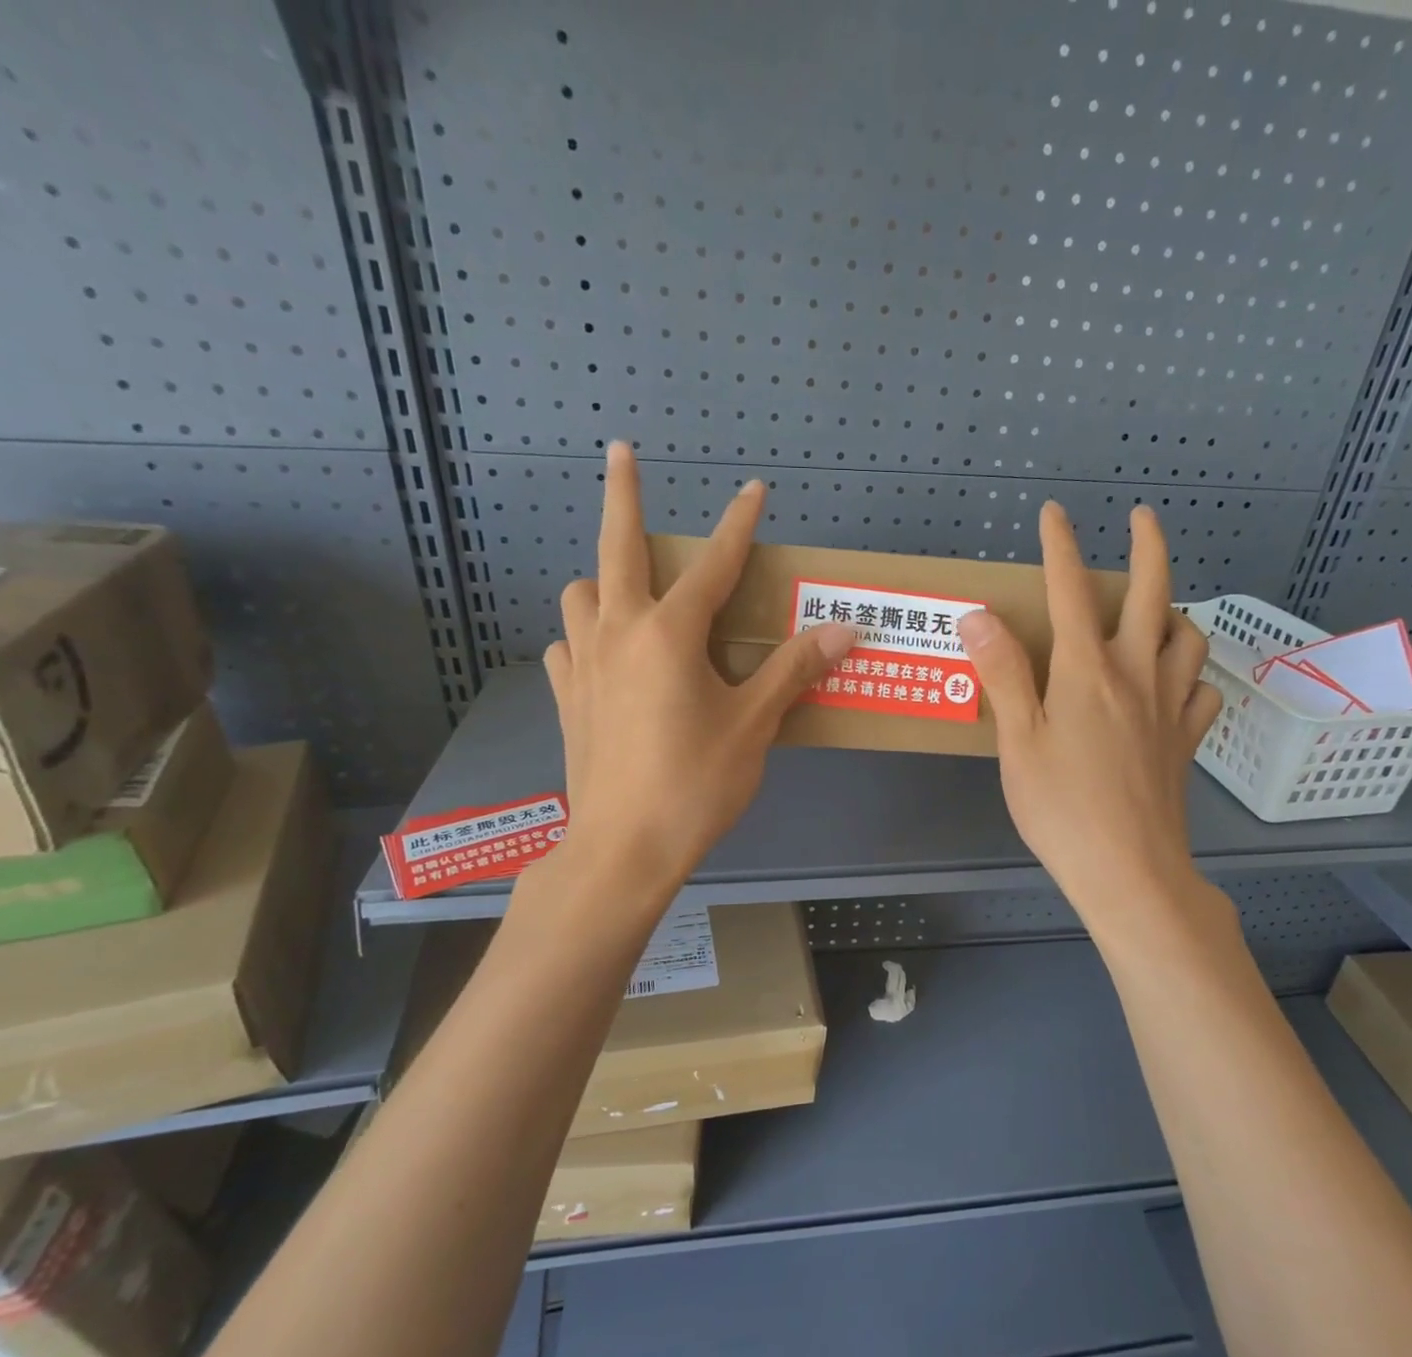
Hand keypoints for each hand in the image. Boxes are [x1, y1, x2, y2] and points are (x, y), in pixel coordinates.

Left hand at [543, 444, 854, 882]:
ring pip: (581, 594)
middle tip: (622, 451)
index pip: (716, 564)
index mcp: (669, 634)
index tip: (754, 488)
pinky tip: (607, 657)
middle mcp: (619, 632)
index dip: (740, 523)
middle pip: (617, 546)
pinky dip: (586, 637)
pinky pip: (568, 646)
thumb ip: (794, 671)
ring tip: (632, 593)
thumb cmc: (695, 784)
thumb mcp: (754, 725)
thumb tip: (844, 631)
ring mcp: (584, 664)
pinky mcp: (567, 698)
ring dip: (605, 579)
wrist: (623, 849)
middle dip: (623, 492)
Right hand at [957, 502, 1222, 923]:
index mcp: (1086, 670)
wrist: (1129, 870)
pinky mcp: (1187, 742)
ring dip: (1176, 611)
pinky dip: (1193, 675)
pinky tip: (1177, 683)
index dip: (1061, 545)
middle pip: (1153, 594)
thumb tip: (979, 616)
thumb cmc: (1061, 808)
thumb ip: (1002, 674)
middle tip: (1142, 518)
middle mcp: (1136, 674)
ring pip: (1190, 638)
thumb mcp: (1018, 741)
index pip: (1070, 590)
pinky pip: (1203, 692)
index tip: (1055, 512)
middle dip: (1149, 546)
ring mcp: (1170, 707)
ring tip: (1158, 611)